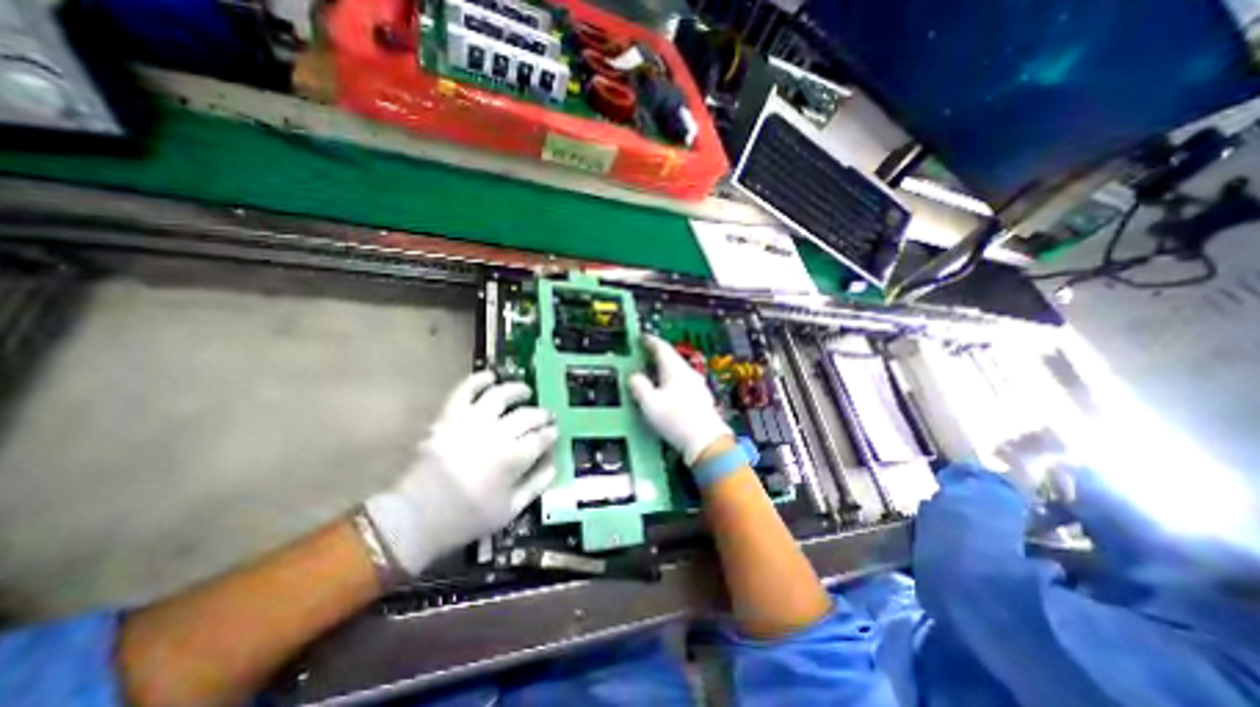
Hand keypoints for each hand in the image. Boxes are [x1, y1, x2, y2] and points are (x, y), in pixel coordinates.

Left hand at [366, 370, 558, 574]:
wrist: (416, 518)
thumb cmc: (467, 518)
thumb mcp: (511, 510)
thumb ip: (537, 484)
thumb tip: (554, 463)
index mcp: (512, 459)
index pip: (541, 438)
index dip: (551, 433)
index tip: (555, 432)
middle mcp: (494, 435)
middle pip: (526, 415)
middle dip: (542, 414)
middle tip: (547, 416)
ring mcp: (470, 423)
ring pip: (500, 396)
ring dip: (517, 390)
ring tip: (525, 391)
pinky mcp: (448, 418)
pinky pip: (464, 391)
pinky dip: (477, 380)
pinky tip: (490, 377)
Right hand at [627, 334, 735, 465]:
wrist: (706, 441)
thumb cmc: (676, 420)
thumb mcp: (649, 403)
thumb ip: (639, 386)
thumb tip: (634, 376)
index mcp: (675, 369)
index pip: (661, 347)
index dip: (650, 341)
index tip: (641, 337)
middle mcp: (688, 373)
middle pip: (671, 357)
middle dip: (656, 354)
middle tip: (644, 353)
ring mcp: (697, 385)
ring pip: (677, 370)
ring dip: (664, 368)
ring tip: (652, 372)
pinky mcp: (701, 398)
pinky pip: (682, 381)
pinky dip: (671, 380)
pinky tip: (667, 390)